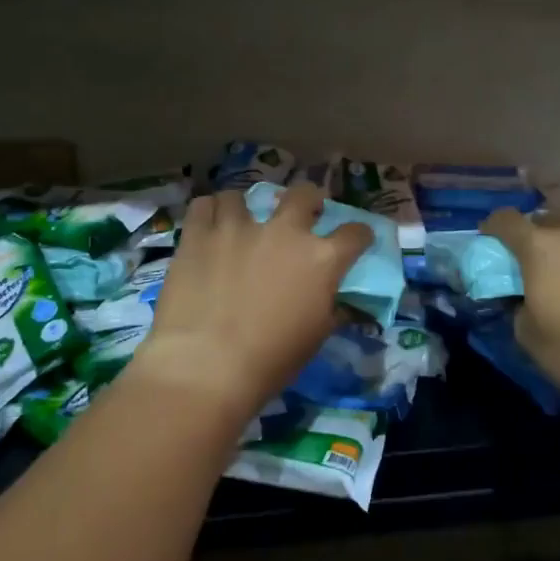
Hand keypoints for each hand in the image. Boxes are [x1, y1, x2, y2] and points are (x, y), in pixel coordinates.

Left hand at [128, 183, 370, 427]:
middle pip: (304, 194)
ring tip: (240, 223)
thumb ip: (331, 310)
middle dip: (309, 200)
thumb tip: (340, 304)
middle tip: (303, 213)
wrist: (206, 366)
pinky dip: (208, 213)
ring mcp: (239, 227)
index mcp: (321, 259)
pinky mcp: (199, 234)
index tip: (357, 240)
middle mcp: (284, 231)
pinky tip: (208, 226)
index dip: (359, 235)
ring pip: (243, 196)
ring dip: (246, 208)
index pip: (355, 233)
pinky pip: (204, 205)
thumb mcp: (315, 338)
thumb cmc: (270, 360)